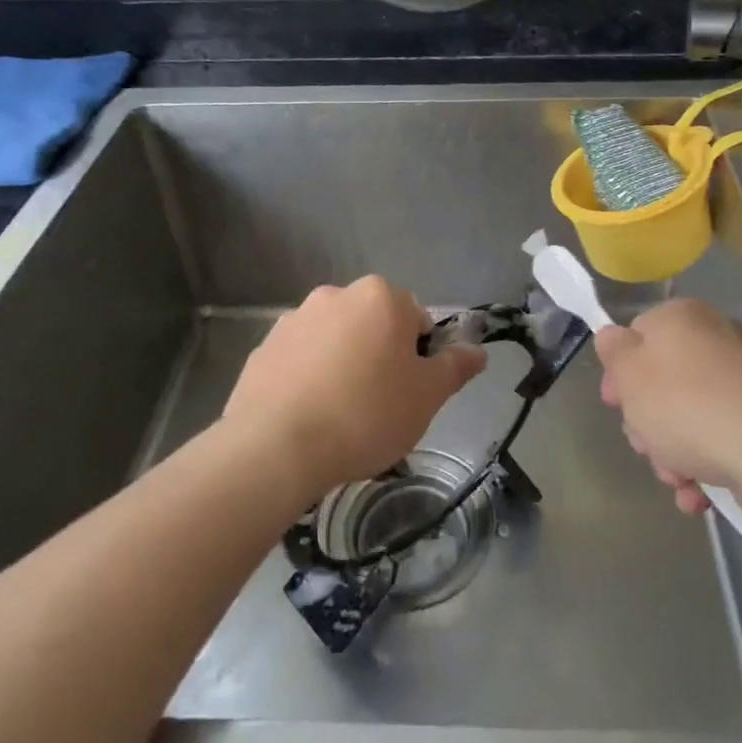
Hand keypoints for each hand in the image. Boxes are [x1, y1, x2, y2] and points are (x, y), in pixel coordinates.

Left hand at [221, 276, 485, 504]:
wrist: (276, 447)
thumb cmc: (366, 414)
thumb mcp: (427, 396)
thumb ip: (455, 367)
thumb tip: (478, 350)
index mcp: (380, 297)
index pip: (417, 319)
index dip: (420, 358)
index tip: (411, 393)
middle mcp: (335, 295)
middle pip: (373, 326)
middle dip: (380, 357)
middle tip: (381, 406)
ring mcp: (294, 319)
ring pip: (335, 341)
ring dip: (343, 365)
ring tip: (340, 416)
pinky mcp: (263, 348)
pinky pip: (300, 360)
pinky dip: (309, 378)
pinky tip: (308, 416)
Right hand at [594, 298, 741, 515]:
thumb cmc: (687, 405)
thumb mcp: (630, 375)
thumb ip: (613, 352)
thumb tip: (613, 337)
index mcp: (682, 318)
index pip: (638, 335)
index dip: (620, 373)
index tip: (615, 404)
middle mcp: (717, 340)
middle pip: (663, 382)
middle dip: (647, 422)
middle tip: (645, 445)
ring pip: (690, 417)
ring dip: (673, 453)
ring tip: (677, 479)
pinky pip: (722, 439)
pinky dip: (706, 466)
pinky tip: (698, 494)